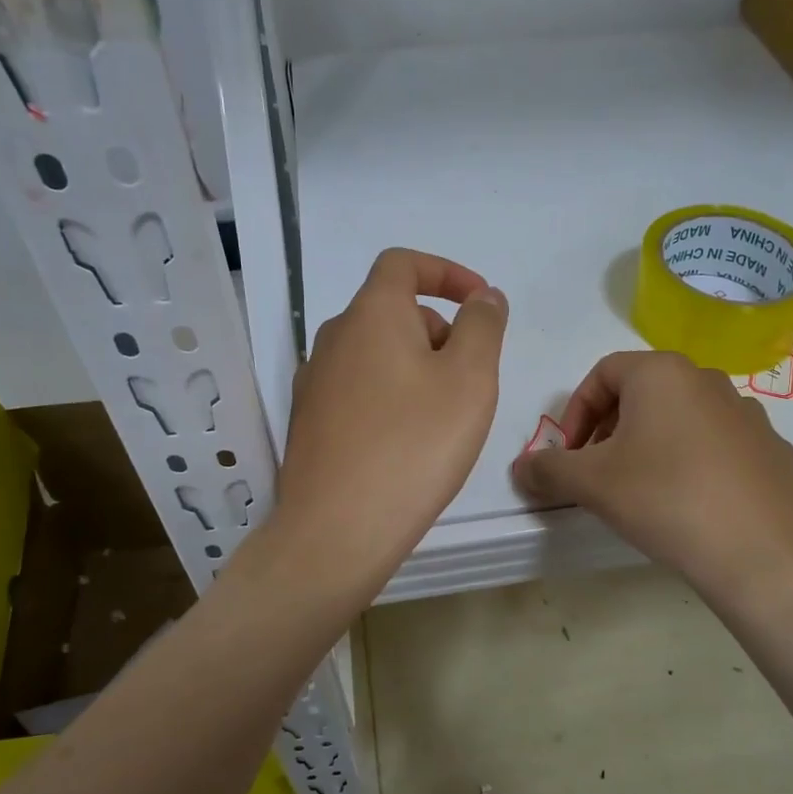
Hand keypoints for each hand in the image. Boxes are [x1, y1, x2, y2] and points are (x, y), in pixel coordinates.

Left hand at [271, 248, 507, 601]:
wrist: (337, 529)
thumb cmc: (414, 445)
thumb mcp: (470, 379)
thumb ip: (483, 326)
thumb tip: (483, 297)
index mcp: (370, 315)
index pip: (403, 264)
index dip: (446, 273)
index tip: (480, 302)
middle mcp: (334, 339)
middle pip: (392, 312)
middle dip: (439, 331)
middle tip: (470, 381)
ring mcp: (314, 383)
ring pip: (376, 355)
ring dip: (416, 368)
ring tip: (443, 419)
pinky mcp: (309, 423)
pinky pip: (359, 391)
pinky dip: (391, 398)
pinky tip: (407, 444)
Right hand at [512, 351, 792, 608]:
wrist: (760, 553)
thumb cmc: (664, 500)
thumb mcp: (590, 484)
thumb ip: (547, 469)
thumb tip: (522, 468)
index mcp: (662, 373)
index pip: (602, 374)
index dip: (575, 413)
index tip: (570, 456)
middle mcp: (708, 379)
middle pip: (642, 393)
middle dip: (611, 429)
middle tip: (600, 473)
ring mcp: (748, 414)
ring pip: (682, 419)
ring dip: (652, 444)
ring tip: (644, 490)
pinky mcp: (772, 449)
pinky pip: (719, 446)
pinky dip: (695, 463)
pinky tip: (692, 505)